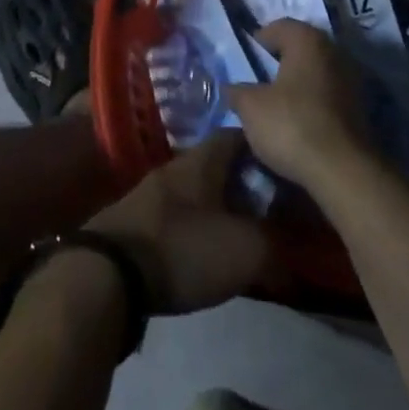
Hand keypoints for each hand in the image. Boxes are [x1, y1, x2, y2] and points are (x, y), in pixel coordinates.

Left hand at [86, 132, 269, 313]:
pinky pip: (179, 214)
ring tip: (244, 229)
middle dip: (245, 181)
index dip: (264, 149)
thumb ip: (277, 243)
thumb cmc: (183, 248)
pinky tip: (208, 249)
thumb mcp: (244, 250)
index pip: (238, 136)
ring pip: (197, 190)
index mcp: (202, 160)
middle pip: (218, 164)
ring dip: (220, 205)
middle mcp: (176, 166)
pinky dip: (198, 225)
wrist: (109, 273)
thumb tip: (299, 244)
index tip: (286, 167)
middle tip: (272, 205)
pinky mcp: (138, 222)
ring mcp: (152, 193)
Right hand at [225, 21, 369, 192]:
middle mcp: (333, 51)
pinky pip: (328, 94)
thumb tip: (231, 88)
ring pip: (316, 72)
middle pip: (300, 48)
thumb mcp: (251, 107)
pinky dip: (313, 101)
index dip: (259, 39)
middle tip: (259, 79)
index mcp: (307, 40)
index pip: (279, 27)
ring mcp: (351, 79)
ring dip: (298, 82)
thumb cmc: (292, 125)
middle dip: (280, 61)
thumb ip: (237, 91)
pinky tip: (298, 120)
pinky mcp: (360, 108)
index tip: (246, 58)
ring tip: (277, 103)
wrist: (343, 170)